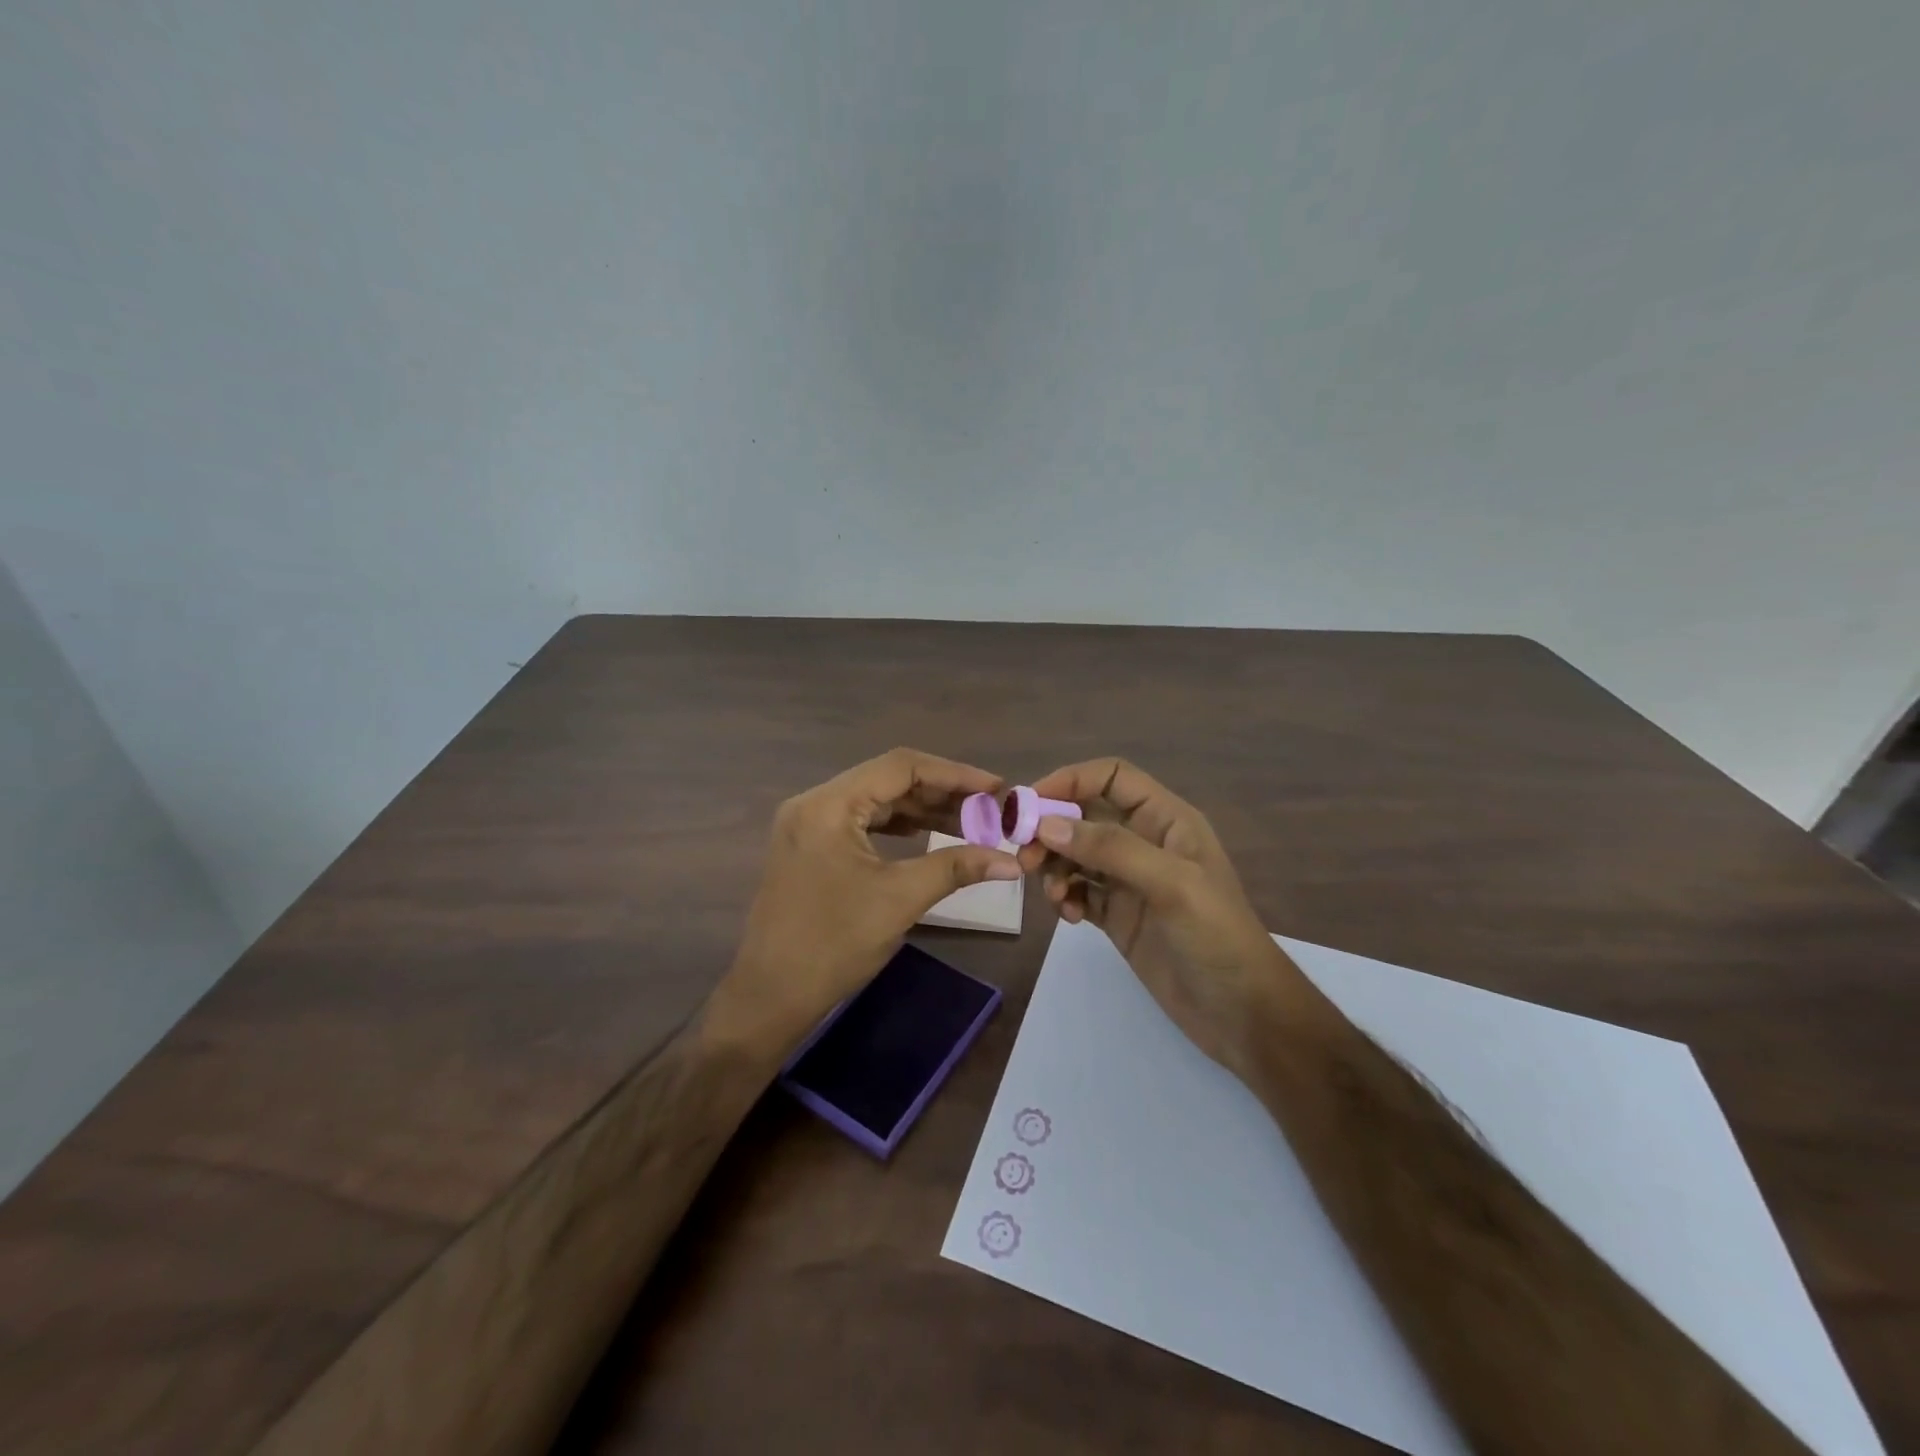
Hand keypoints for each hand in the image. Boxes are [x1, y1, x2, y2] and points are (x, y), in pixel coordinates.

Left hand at [712, 748, 1022, 1056]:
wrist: (771, 996)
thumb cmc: (833, 944)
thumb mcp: (900, 899)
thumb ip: (957, 868)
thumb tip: (1011, 862)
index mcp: (829, 804)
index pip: (900, 767)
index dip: (953, 773)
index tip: (995, 788)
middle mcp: (814, 802)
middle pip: (887, 779)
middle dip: (940, 792)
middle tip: (987, 808)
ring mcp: (808, 824)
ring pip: (875, 800)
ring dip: (921, 809)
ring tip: (968, 822)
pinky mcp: (810, 846)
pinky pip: (861, 821)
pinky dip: (897, 825)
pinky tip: (927, 835)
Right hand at [1016, 758, 1307, 1079]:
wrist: (1242, 1014)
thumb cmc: (1218, 938)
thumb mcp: (1171, 885)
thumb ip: (1110, 849)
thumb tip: (1046, 825)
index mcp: (1166, 820)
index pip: (1111, 777)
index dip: (1070, 780)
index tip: (1029, 805)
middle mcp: (1145, 842)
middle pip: (1084, 815)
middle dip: (1051, 830)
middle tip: (1026, 859)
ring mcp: (1129, 881)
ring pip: (1075, 854)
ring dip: (1054, 868)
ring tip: (1055, 898)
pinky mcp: (1118, 916)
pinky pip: (1078, 892)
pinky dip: (1065, 898)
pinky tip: (1071, 918)